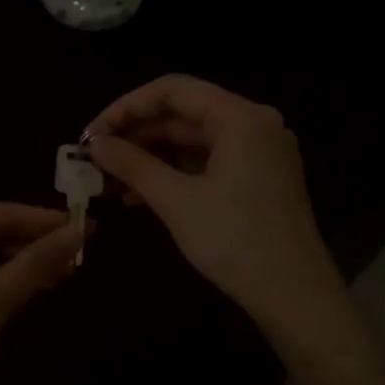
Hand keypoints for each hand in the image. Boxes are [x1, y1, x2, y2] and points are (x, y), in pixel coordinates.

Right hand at [85, 75, 340, 325]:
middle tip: (95, 160)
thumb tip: (95, 144)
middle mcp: (254, 124)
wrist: (292, 294)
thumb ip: (133, 165)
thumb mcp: (176, 200)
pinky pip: (207, 163)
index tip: (92, 134)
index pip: (173, 90)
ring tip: (109, 182)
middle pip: (183, 115)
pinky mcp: (258, 179)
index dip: (127, 107)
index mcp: (240, 118)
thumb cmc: (234, 240)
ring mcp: (259, 153)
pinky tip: (140, 197)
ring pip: (193, 142)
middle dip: (136, 136)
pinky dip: (174, 174)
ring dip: (150, 158)